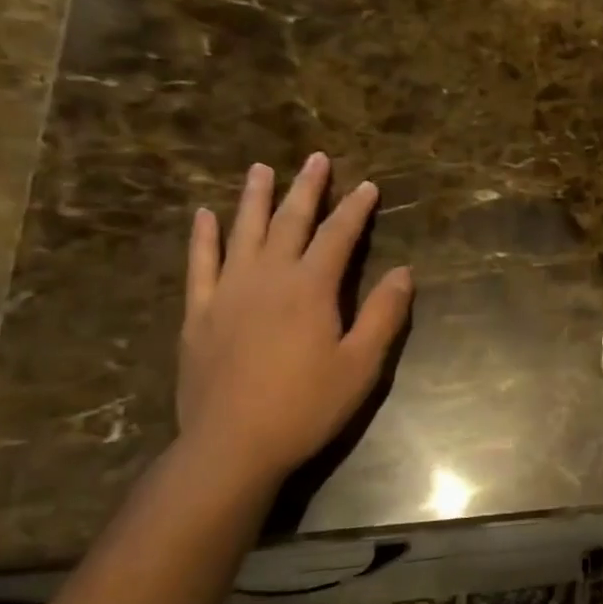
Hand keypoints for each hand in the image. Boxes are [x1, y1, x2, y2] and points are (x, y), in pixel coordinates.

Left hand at [177, 155, 412, 485]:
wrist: (232, 445)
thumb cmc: (306, 406)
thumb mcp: (361, 365)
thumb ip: (383, 314)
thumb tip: (404, 272)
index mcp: (311, 288)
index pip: (338, 236)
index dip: (355, 209)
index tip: (368, 186)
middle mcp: (267, 277)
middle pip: (290, 221)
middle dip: (307, 188)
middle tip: (315, 158)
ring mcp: (227, 292)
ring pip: (243, 232)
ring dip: (254, 198)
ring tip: (261, 169)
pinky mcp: (199, 314)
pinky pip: (200, 264)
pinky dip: (203, 237)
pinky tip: (204, 216)